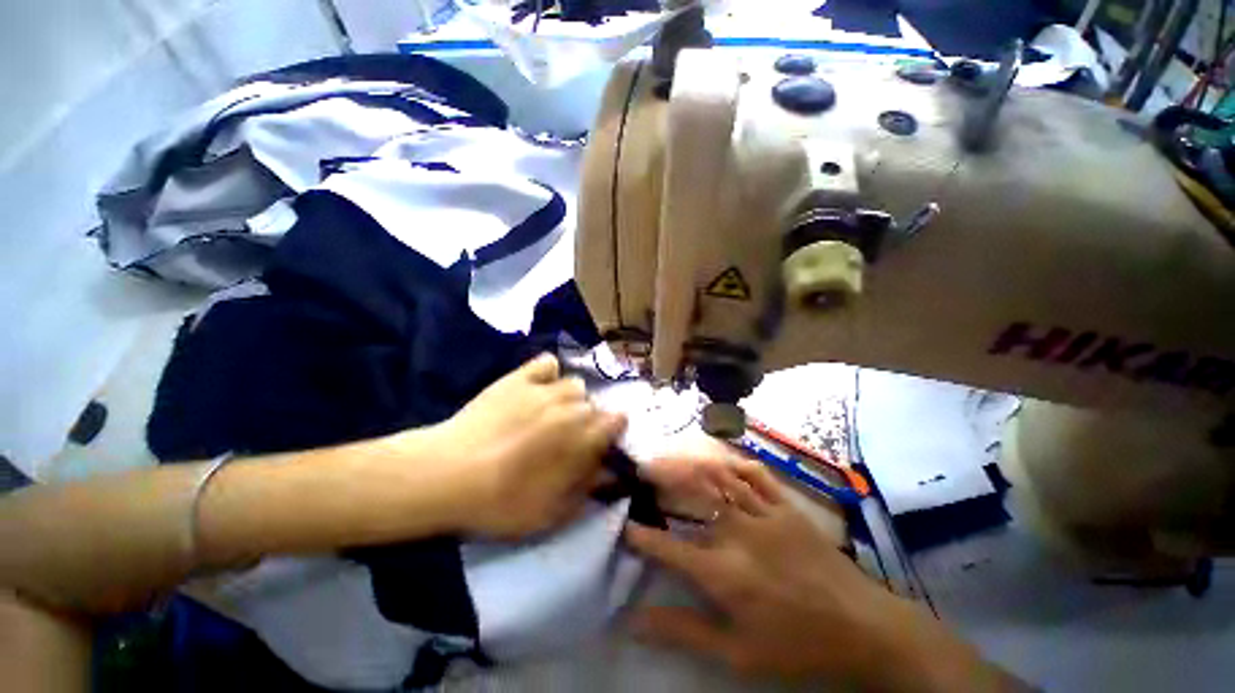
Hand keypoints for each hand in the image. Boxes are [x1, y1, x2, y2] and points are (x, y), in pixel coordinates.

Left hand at [431, 353, 626, 538]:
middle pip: (594, 405)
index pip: (618, 421)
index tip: (599, 446)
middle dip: (587, 421)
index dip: (611, 434)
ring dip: (569, 399)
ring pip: (574, 384)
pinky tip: (537, 387)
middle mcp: (573, 406)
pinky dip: (547, 374)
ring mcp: (545, 388)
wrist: (448, 476)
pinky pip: (547, 363)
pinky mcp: (519, 377)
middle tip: (566, 439)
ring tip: (549, 413)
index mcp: (585, 437)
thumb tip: (608, 472)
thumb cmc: (504, 502)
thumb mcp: (554, 513)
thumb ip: (589, 489)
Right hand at [626, 458, 1015, 690]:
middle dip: (661, 478)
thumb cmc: (797, 646)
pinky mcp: (785, 506)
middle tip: (642, 469)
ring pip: (718, 476)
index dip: (641, 534)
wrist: (864, 628)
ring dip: (689, 462)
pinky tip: (719, 458)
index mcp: (723, 572)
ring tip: (670, 455)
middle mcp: (738, 533)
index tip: (623, 524)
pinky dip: (732, 462)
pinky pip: (755, 474)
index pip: (668, 547)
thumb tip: (634, 622)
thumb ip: (683, 632)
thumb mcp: (738, 653)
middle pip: (691, 494)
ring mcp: (764, 513)